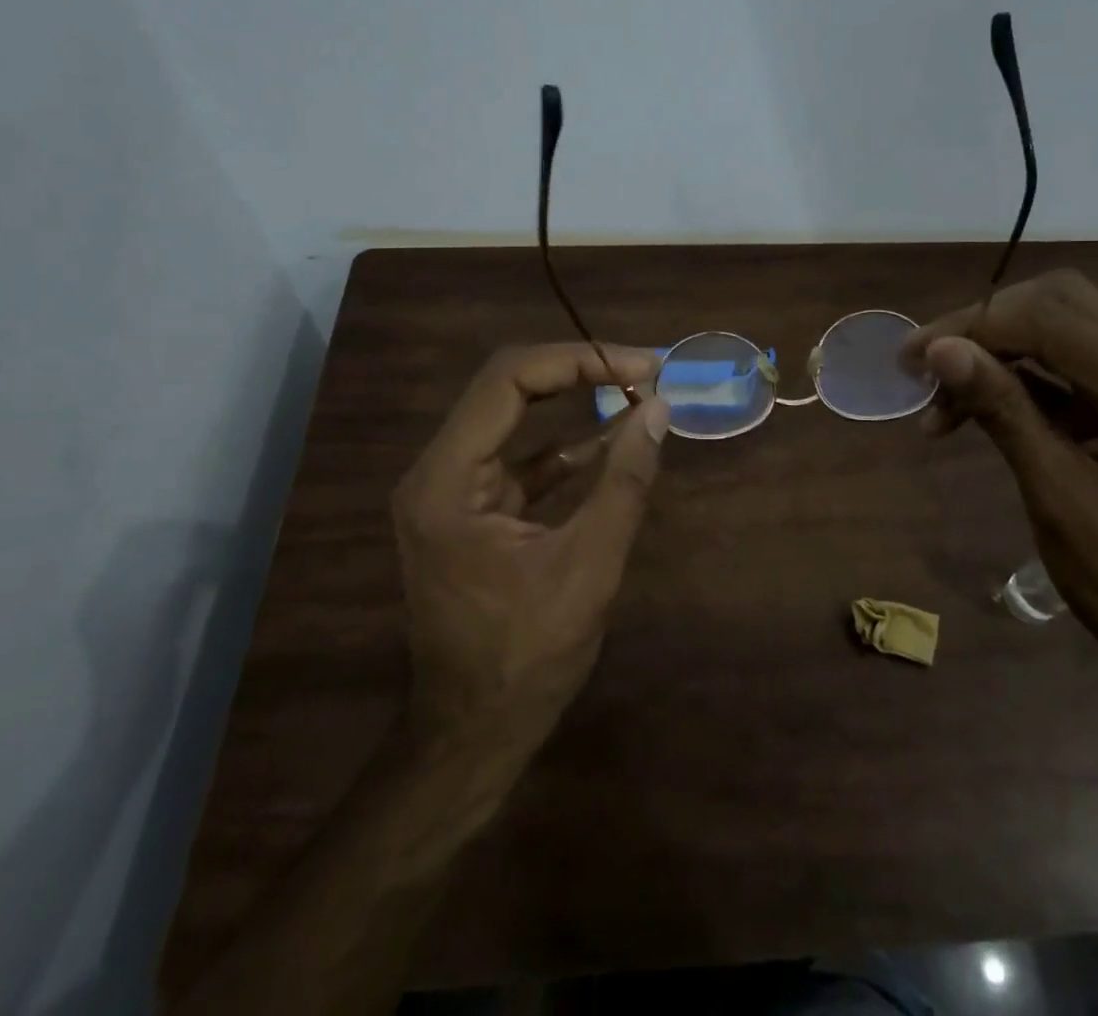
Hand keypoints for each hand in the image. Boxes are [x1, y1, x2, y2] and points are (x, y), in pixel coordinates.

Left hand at [391, 343, 670, 760]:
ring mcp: (453, 490)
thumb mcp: (588, 569)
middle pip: (508, 388)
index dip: (578, 360)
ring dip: (576, 402)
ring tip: (638, 390)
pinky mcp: (475, 509)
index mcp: (446, 480)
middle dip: (579, 371)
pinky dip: (570, 447)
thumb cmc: (525, 659)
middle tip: (644, 369)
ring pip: (516, 418)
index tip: (640, 367)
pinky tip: (616, 441)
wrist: (473, 736)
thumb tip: (659, 410)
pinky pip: (524, 459)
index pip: (508, 380)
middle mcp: (438, 471)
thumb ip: (624, 483)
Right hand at [903, 270, 1097, 679]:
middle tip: (926, 362)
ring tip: (937, 394)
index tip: (917, 355)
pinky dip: (1008, 372)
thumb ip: (1001, 409)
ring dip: (991, 346)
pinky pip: (1059, 361)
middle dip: (984, 324)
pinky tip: (965, 405)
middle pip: (1062, 303)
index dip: (981, 325)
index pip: (1059, 321)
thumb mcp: (1053, 493)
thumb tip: (940, 350)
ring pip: (1058, 323)